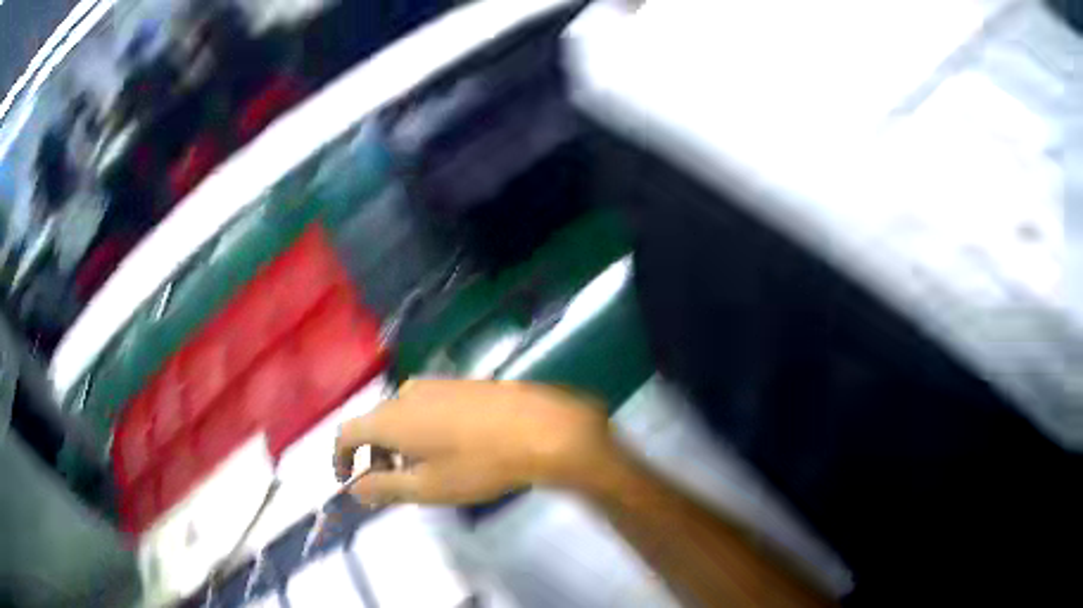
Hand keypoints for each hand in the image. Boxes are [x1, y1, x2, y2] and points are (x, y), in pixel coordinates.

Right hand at [333, 379, 614, 505]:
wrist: (540, 428)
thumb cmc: (478, 464)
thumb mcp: (426, 487)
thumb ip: (383, 487)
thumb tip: (355, 488)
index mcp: (390, 417)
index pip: (346, 432)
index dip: (341, 457)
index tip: (349, 480)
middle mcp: (406, 393)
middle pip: (374, 424)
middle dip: (374, 455)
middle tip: (388, 483)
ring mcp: (436, 385)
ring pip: (401, 415)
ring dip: (398, 443)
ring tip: (420, 470)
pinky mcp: (461, 384)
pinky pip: (425, 407)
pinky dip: (421, 430)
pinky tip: (447, 449)